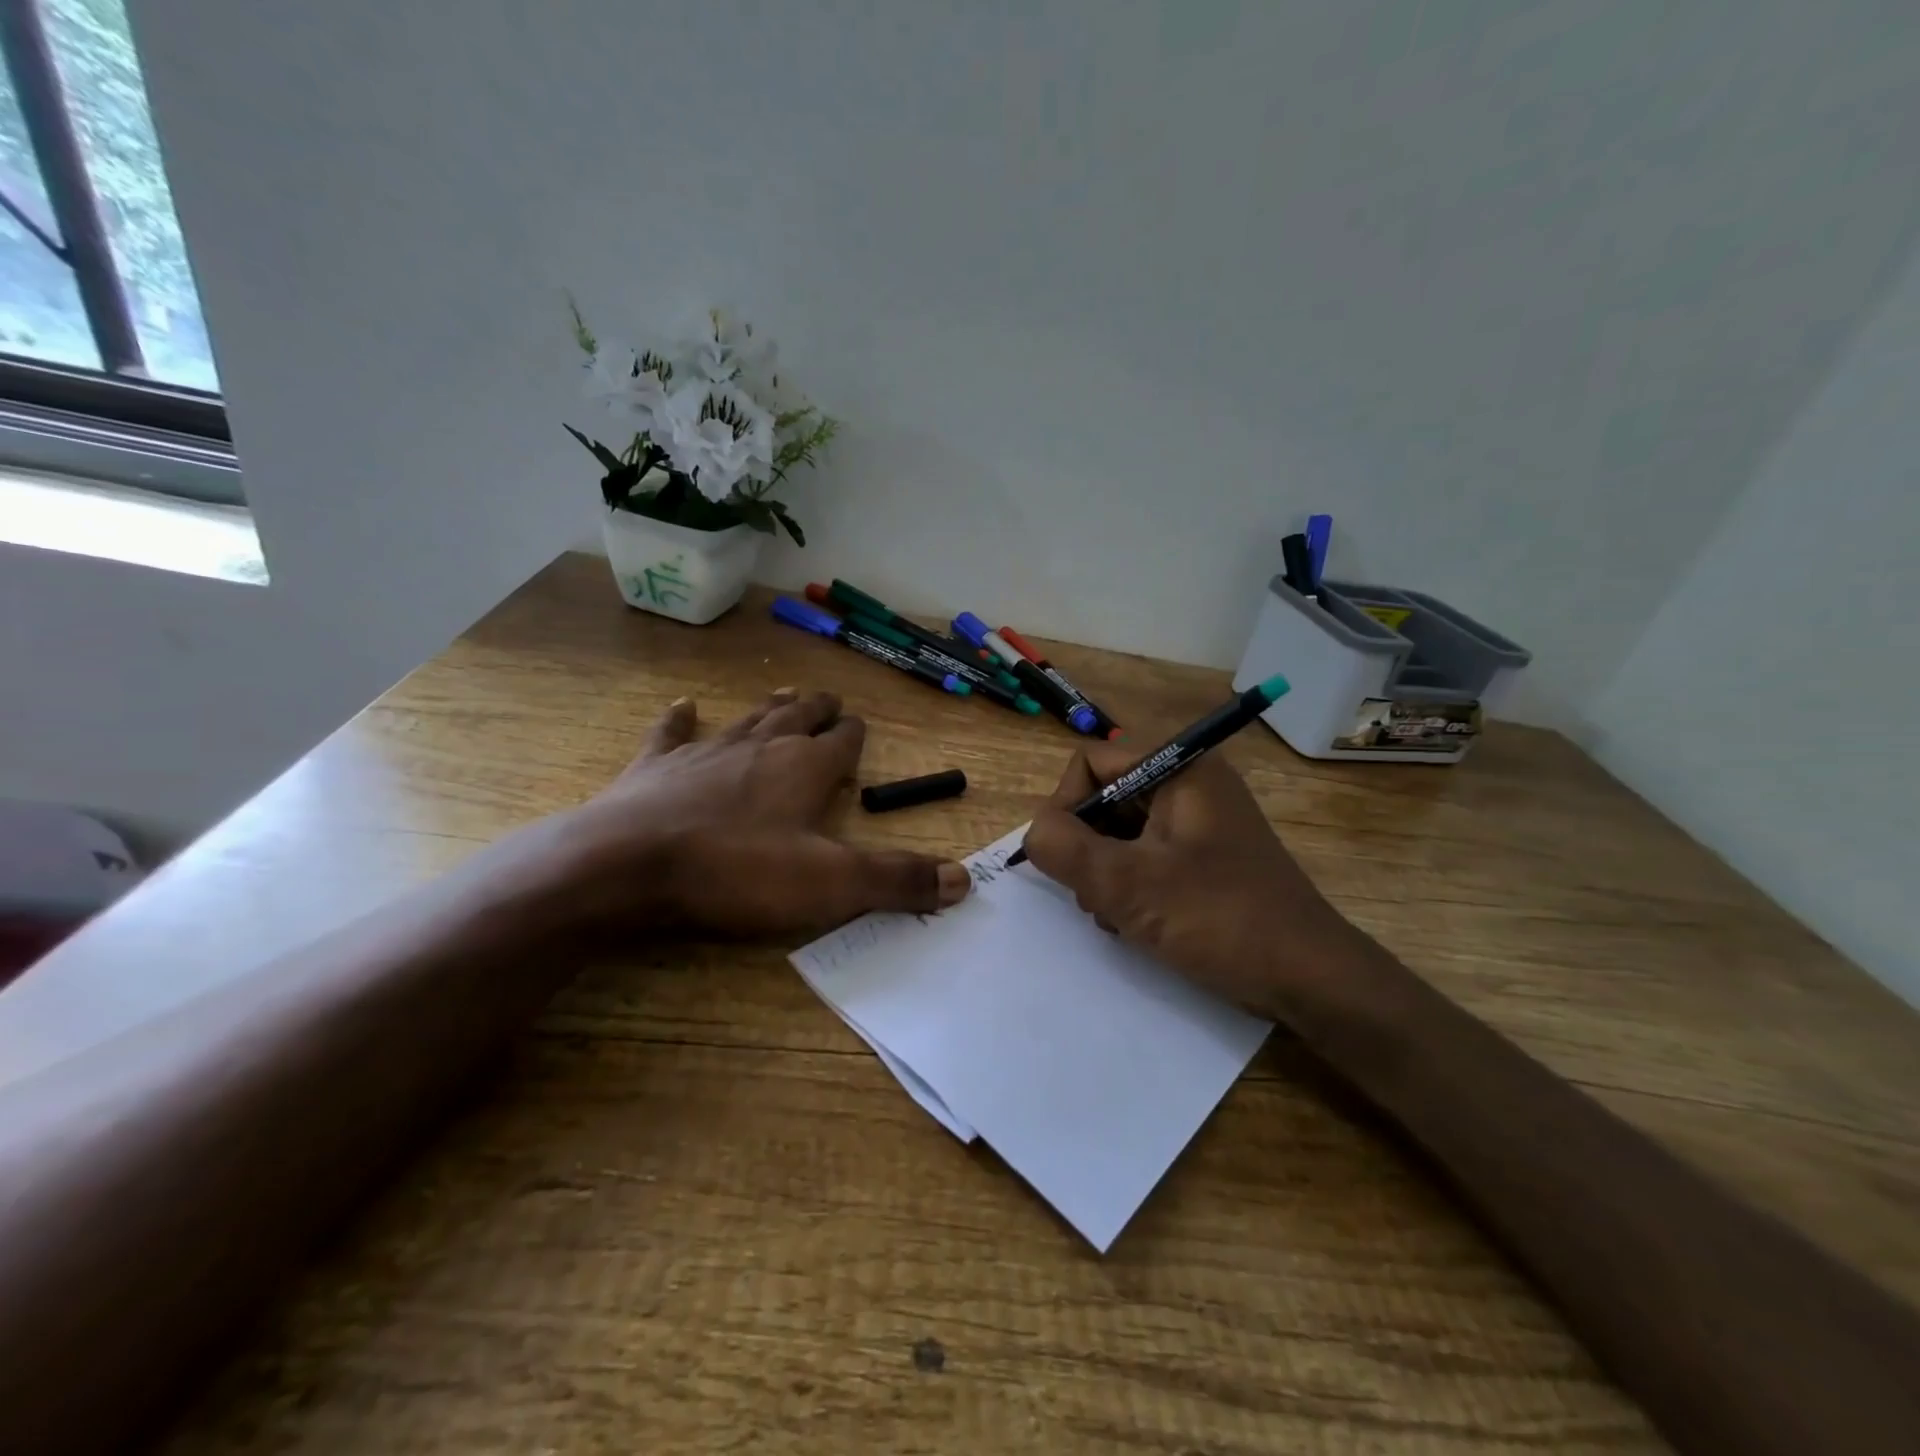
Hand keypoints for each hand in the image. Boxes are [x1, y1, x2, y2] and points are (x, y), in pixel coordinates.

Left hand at [534, 690, 970, 934]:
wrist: (627, 865)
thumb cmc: (737, 871)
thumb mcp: (830, 884)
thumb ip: (897, 880)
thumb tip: (964, 880)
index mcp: (805, 767)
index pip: (843, 741)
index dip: (855, 735)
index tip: (860, 730)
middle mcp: (761, 745)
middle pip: (798, 716)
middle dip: (818, 709)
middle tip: (830, 701)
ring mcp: (705, 751)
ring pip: (748, 717)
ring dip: (769, 706)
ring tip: (784, 692)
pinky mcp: (656, 767)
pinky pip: (672, 734)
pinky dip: (680, 720)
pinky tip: (684, 706)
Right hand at [1022, 744, 1365, 1018]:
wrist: (1309, 978)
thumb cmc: (1220, 919)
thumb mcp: (1128, 884)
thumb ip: (1064, 849)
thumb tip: (1035, 832)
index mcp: (1181, 768)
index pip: (1091, 762)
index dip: (1065, 805)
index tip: (1064, 858)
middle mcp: (1192, 784)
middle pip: (1106, 797)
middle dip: (1086, 846)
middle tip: (1092, 894)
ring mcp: (1201, 822)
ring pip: (1122, 830)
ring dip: (1104, 871)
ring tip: (1114, 915)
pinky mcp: (1207, 857)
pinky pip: (1147, 855)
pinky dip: (1129, 884)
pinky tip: (1133, 922)